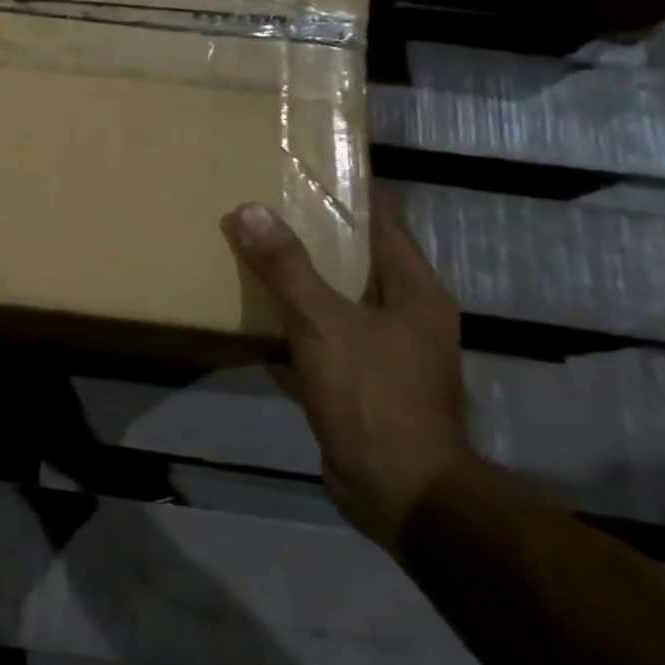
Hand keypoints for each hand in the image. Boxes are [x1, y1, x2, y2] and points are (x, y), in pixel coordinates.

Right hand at [224, 199, 474, 550]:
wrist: (399, 492)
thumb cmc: (372, 395)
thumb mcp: (322, 323)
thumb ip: (286, 267)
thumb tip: (250, 210)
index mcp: (414, 293)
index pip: (384, 224)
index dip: (351, 195)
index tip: (309, 172)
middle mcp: (406, 318)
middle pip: (357, 263)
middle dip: (314, 239)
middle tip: (266, 211)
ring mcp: (385, 356)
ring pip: (335, 305)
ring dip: (299, 286)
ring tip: (253, 258)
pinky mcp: (359, 388)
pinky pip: (320, 345)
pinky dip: (291, 334)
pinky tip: (253, 327)